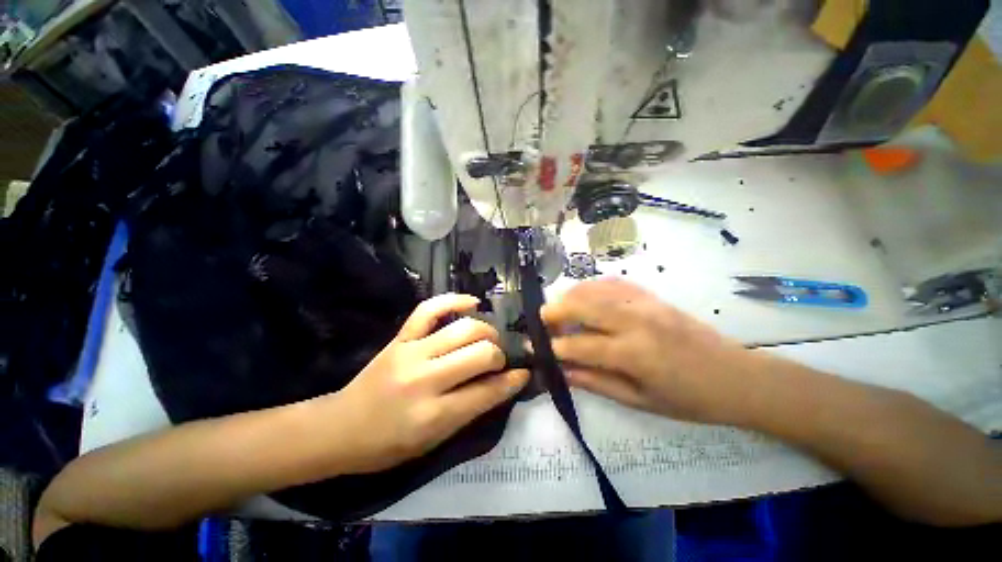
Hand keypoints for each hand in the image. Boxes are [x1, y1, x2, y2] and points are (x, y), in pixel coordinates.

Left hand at [328, 294, 528, 473]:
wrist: (340, 428)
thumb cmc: (389, 445)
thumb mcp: (434, 440)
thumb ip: (471, 409)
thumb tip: (505, 383)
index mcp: (433, 415)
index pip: (487, 391)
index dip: (512, 380)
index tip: (524, 372)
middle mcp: (425, 379)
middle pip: (480, 354)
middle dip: (498, 354)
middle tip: (499, 359)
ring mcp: (411, 352)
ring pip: (463, 329)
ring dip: (485, 332)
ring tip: (488, 338)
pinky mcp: (401, 337)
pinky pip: (430, 309)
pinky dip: (454, 300)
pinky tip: (472, 303)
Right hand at [542, 278, 756, 424]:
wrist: (737, 376)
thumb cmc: (690, 398)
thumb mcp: (641, 401)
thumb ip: (598, 383)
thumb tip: (564, 372)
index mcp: (635, 354)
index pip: (581, 344)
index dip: (555, 346)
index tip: (537, 349)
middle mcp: (636, 321)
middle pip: (584, 305)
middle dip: (556, 310)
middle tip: (540, 318)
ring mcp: (645, 303)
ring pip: (596, 289)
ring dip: (571, 295)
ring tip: (559, 307)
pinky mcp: (652, 295)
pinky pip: (614, 283)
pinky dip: (593, 287)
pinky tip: (584, 295)